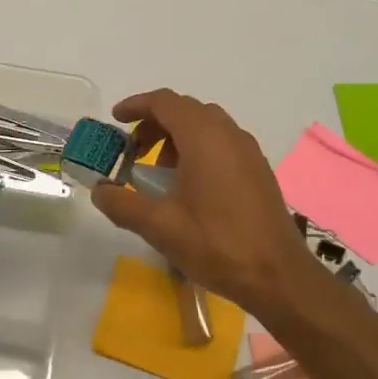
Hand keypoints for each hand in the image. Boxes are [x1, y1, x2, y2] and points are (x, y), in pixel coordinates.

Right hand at [89, 89, 320, 316]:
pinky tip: (190, 188)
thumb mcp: (159, 227)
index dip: (136, 106)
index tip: (115, 120)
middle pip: (185, 110)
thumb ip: (123, 204)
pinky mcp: (258, 170)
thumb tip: (99, 191)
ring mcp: (248, 151)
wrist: (278, 276)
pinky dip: (199, 150)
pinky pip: (222, 143)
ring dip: (177, 138)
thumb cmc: (216, 244)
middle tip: (132, 151)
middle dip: (154, 124)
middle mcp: (229, 134)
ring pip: (206, 126)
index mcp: (204, 138)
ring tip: (159, 174)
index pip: (164, 102)